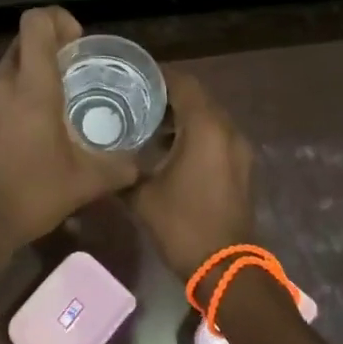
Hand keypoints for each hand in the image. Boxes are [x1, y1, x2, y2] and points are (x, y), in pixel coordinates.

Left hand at [0, 7, 140, 246]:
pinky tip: (30, 132)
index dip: (58, 19)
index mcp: (31, 86)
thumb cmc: (31, 193)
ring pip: (7, 68)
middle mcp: (2, 84)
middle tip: (73, 72)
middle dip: (49, 46)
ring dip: (31, 74)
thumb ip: (118, 168)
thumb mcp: (85, 182)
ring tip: (55, 104)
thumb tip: (140, 165)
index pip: (36, 22)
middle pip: (22, 41)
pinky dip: (14, 98)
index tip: (77, 44)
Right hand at [129, 72, 255, 278]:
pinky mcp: (241, 166)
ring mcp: (239, 149)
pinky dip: (195, 132)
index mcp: (205, 128)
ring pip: (209, 116)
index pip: (183, 83)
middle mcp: (227, 130)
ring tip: (146, 121)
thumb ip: (121, 169)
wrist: (225, 268)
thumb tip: (101, 157)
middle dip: (167, 94)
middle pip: (198, 96)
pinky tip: (167, 146)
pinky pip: (216, 135)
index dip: (157, 75)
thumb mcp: (141, 195)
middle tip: (133, 97)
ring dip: (182, 114)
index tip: (130, 77)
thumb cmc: (182, 225)